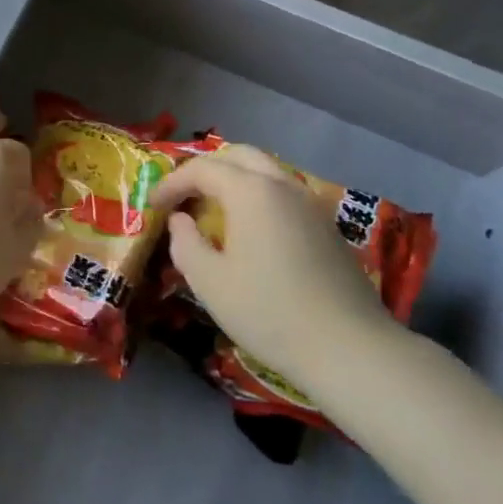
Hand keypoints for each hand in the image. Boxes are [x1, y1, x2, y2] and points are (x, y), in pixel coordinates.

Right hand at [151, 144, 395, 403]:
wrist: (349, 348)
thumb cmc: (268, 311)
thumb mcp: (209, 282)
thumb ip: (185, 243)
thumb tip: (180, 221)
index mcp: (250, 191)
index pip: (202, 169)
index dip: (172, 183)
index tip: (153, 206)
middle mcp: (282, 185)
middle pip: (238, 155)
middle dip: (206, 169)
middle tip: (184, 196)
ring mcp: (310, 204)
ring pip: (266, 171)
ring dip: (234, 180)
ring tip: (214, 210)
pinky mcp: (326, 226)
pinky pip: (284, 193)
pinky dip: (258, 197)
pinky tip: (250, 230)